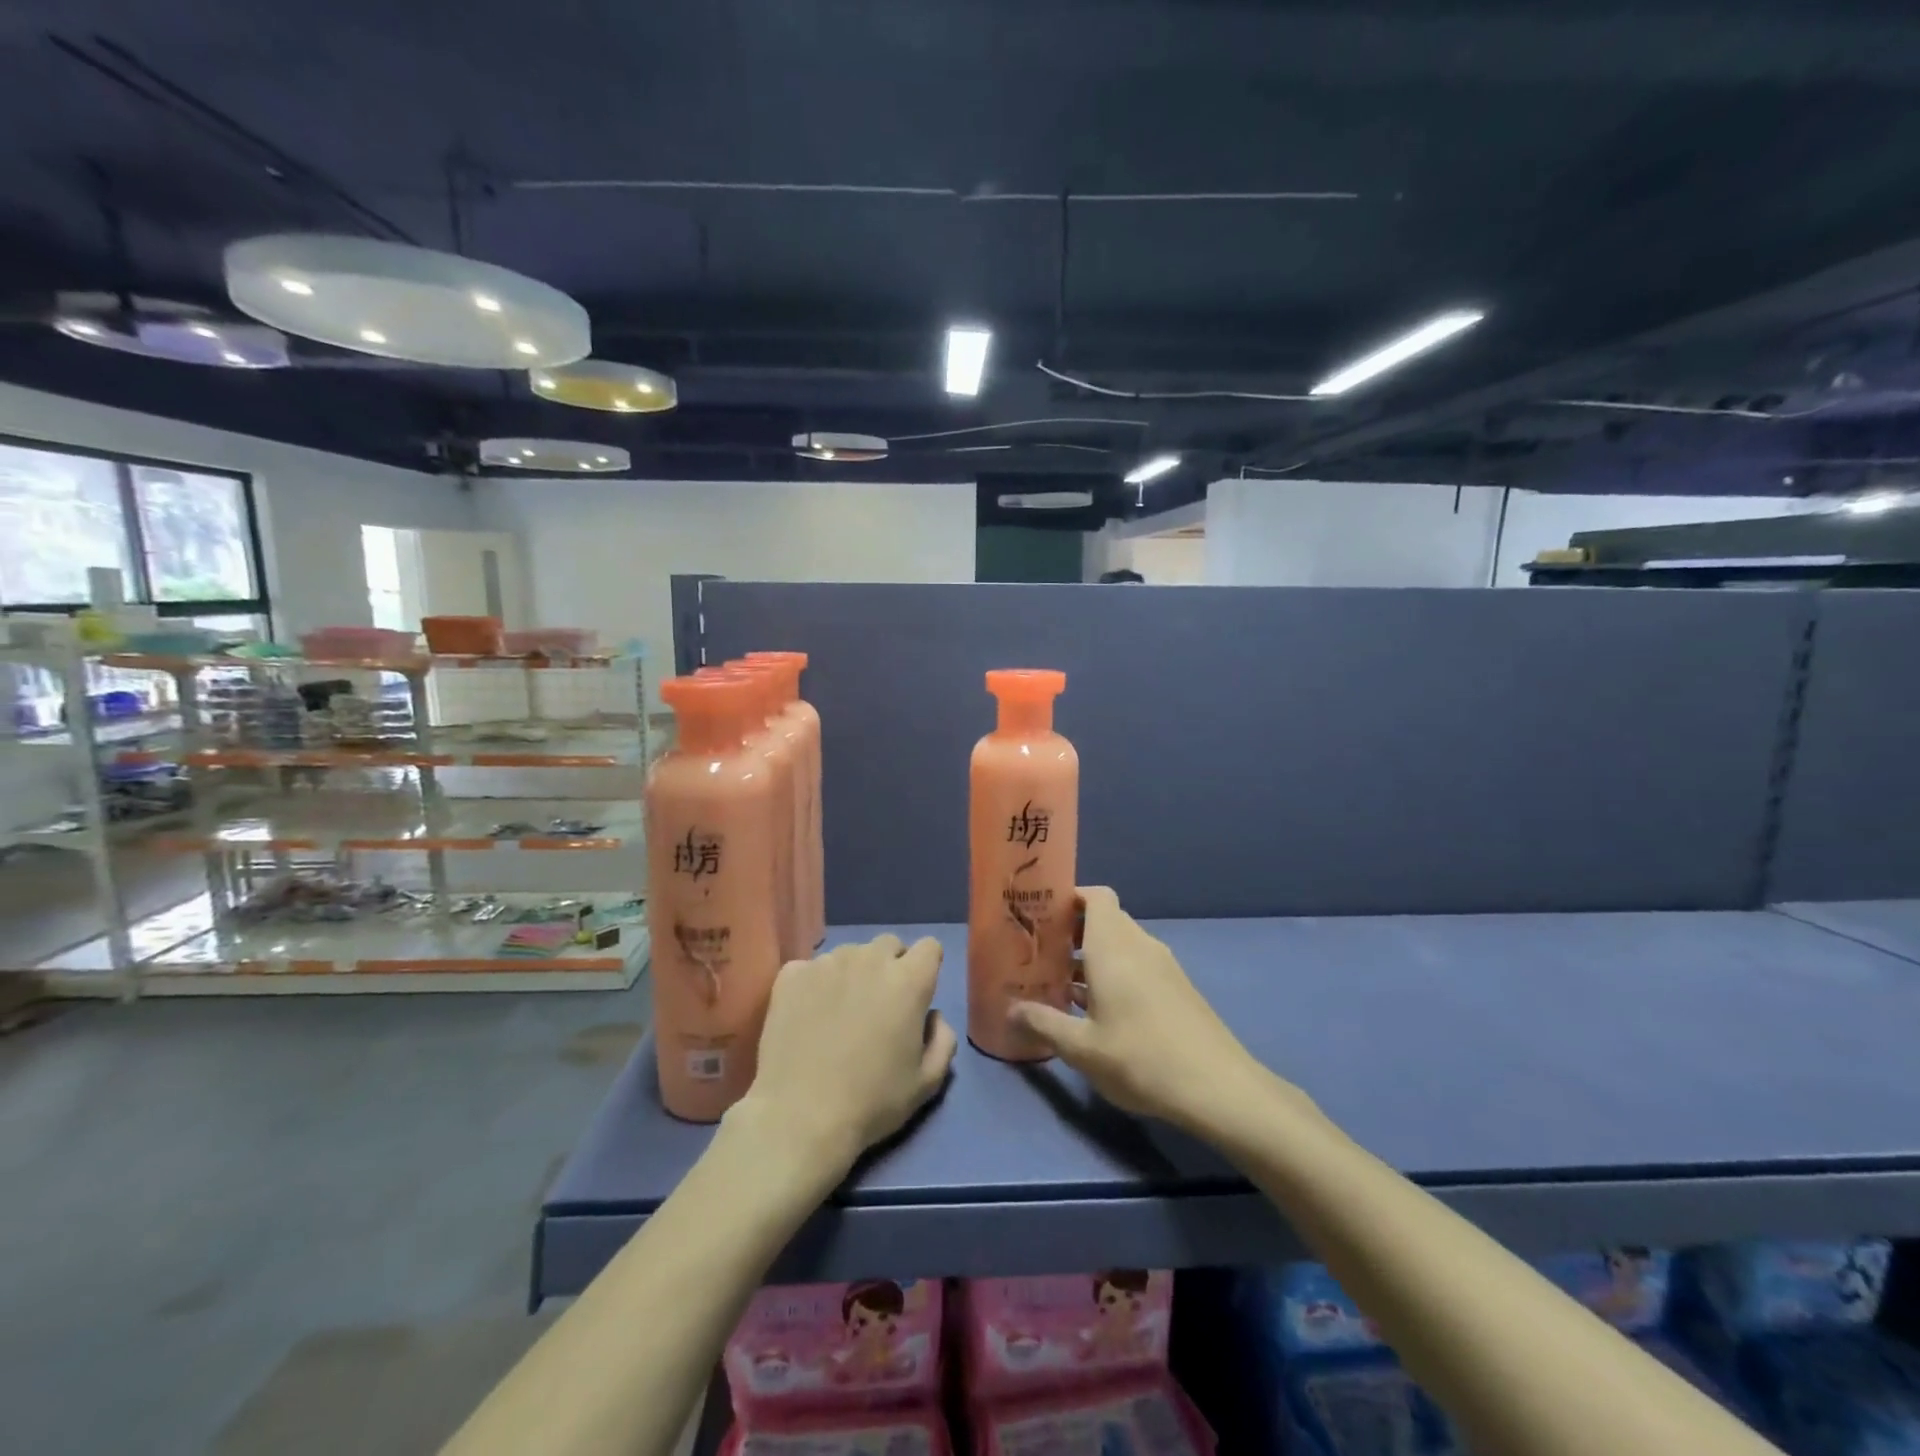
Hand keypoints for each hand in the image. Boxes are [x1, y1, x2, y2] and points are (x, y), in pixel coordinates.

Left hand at [736, 934, 957, 1173]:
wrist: (799, 1117)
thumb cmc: (872, 1101)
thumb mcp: (927, 1082)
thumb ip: (943, 1040)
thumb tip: (932, 1016)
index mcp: (908, 980)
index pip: (929, 947)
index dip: (926, 967)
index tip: (917, 993)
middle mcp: (869, 959)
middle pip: (889, 944)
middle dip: (890, 966)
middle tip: (879, 1005)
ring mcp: (827, 963)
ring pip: (849, 954)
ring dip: (852, 974)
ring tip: (839, 1013)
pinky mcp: (792, 975)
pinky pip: (811, 967)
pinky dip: (815, 984)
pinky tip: (808, 1016)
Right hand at [1009, 887, 1287, 1133]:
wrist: (1218, 1088)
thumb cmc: (1140, 1058)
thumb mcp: (1081, 1048)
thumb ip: (1043, 1023)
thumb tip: (1010, 1010)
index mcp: (1114, 946)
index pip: (1096, 896)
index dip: (1070, 897)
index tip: (1041, 914)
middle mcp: (1139, 945)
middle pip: (1105, 919)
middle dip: (1072, 930)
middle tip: (1040, 953)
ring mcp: (1163, 966)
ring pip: (1121, 944)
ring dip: (1092, 955)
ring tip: (1060, 982)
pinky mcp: (1176, 988)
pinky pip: (1137, 965)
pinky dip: (1114, 973)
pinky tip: (1096, 1010)